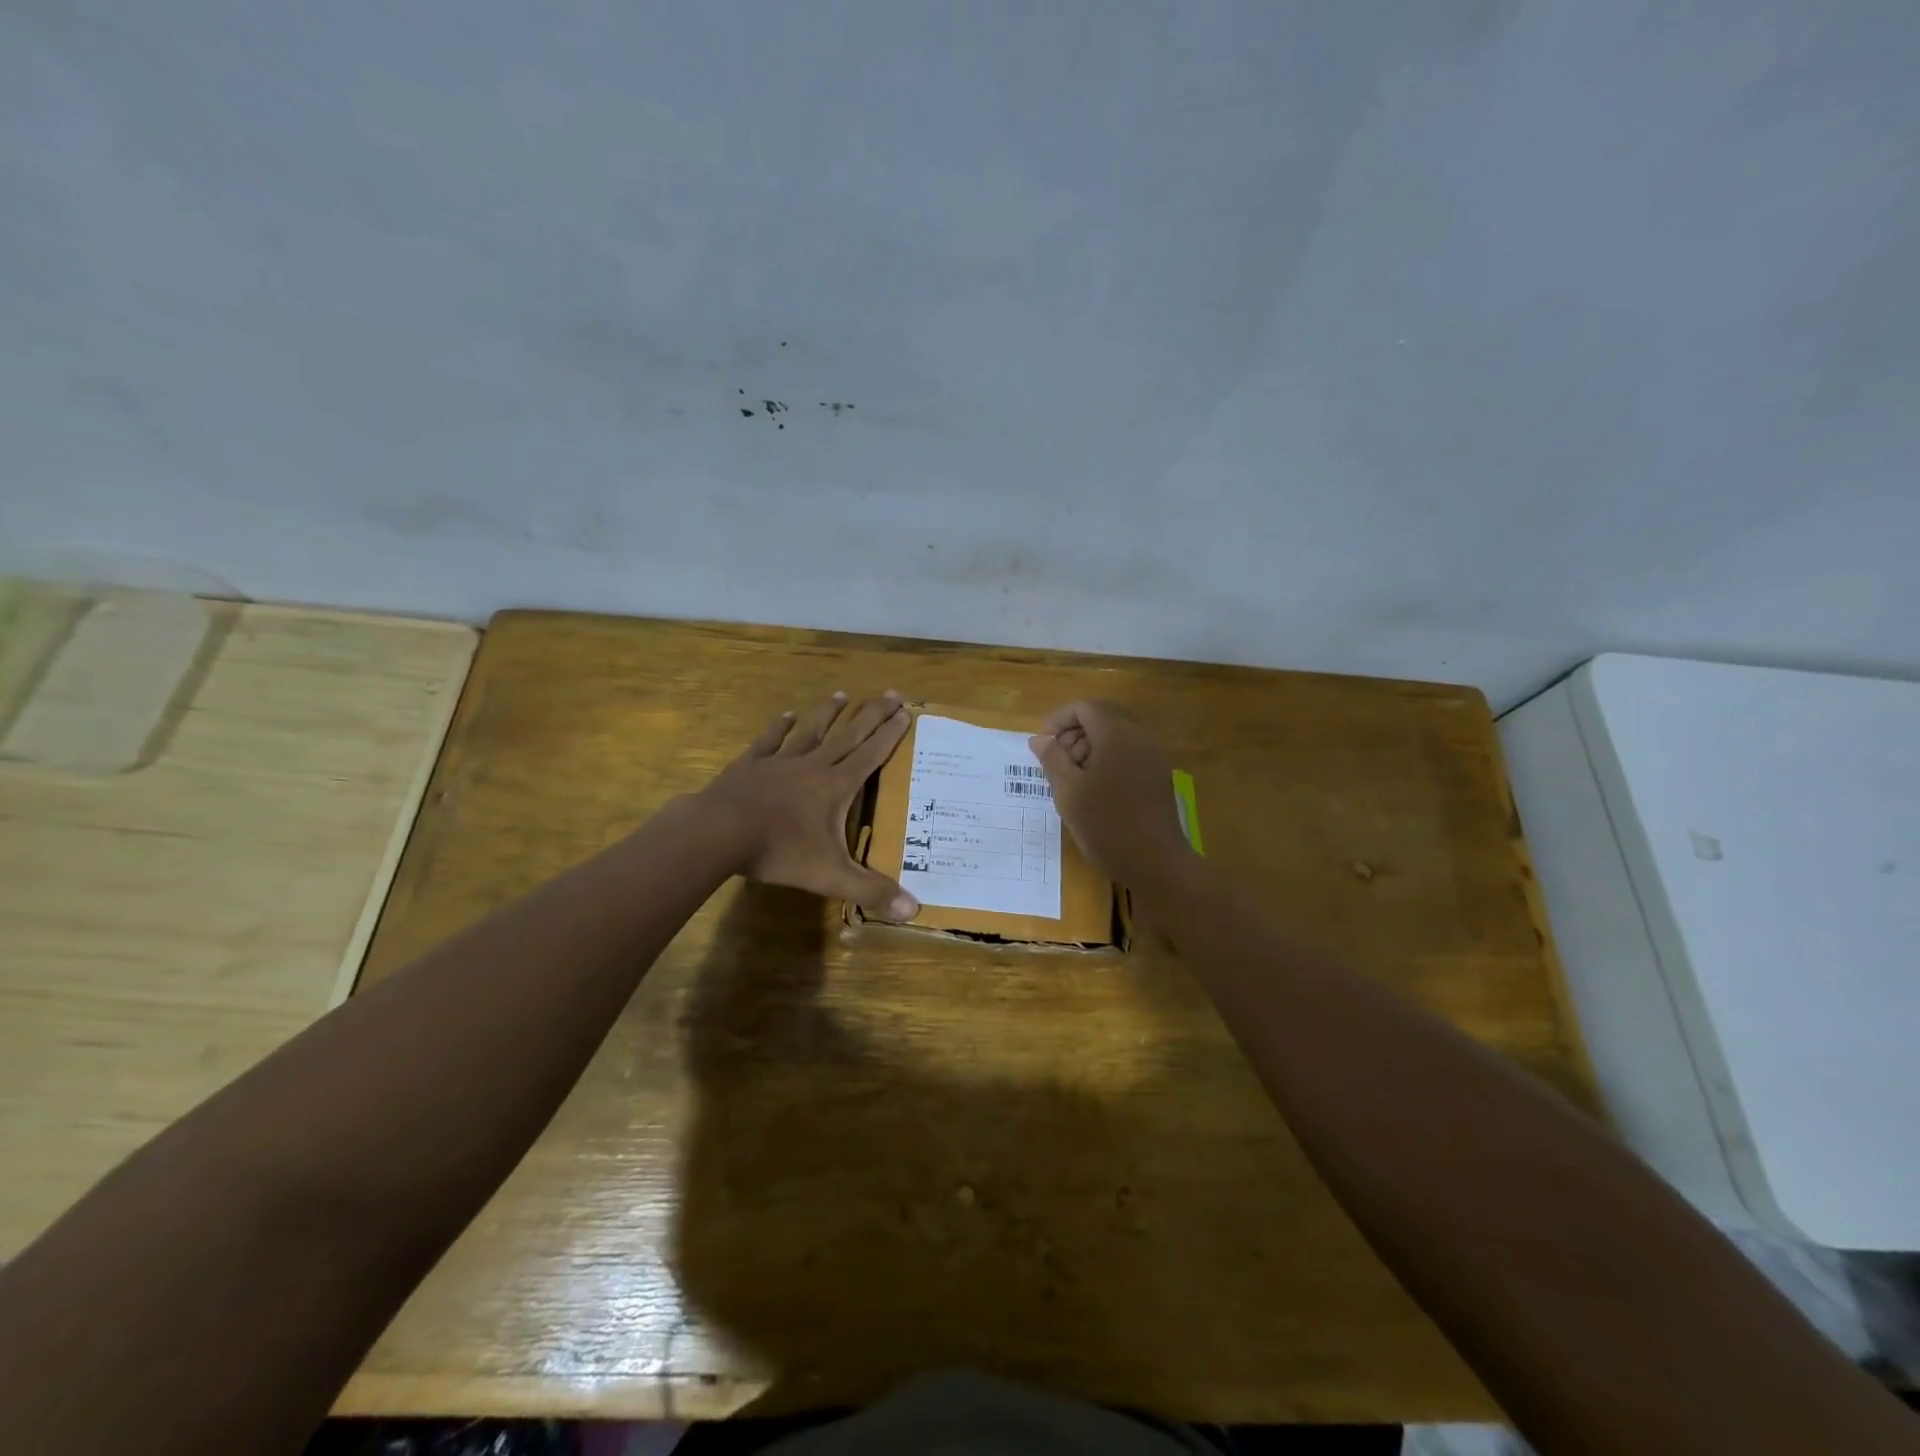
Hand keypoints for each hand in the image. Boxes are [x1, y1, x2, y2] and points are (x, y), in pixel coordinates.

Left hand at [701, 691, 919, 919]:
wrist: (719, 833)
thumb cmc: (779, 851)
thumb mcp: (830, 876)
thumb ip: (871, 890)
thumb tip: (914, 911)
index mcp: (836, 786)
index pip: (871, 755)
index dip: (890, 734)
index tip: (906, 712)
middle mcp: (813, 766)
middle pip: (848, 735)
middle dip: (871, 714)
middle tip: (890, 693)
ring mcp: (780, 761)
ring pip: (811, 731)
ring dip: (829, 713)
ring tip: (842, 694)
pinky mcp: (750, 764)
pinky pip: (770, 740)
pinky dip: (779, 727)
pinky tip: (787, 714)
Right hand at [1029, 700, 1192, 889]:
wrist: (1156, 863)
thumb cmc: (1107, 825)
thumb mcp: (1068, 792)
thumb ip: (1052, 759)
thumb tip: (1040, 739)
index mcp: (1117, 734)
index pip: (1085, 707)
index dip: (1059, 719)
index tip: (1042, 743)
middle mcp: (1140, 736)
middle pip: (1103, 716)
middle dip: (1075, 731)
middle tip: (1055, 760)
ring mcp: (1153, 755)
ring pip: (1116, 734)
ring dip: (1090, 745)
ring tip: (1072, 776)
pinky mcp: (1158, 773)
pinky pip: (1129, 751)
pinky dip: (1107, 757)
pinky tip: (1094, 786)